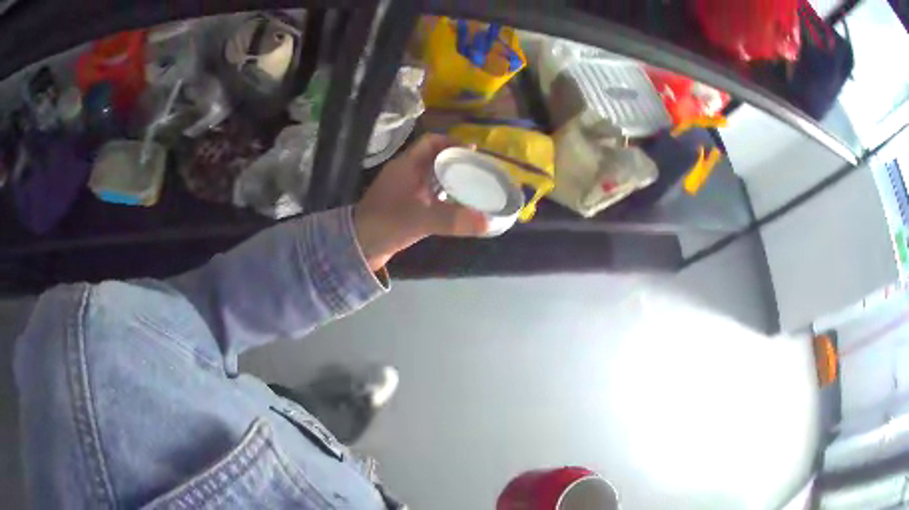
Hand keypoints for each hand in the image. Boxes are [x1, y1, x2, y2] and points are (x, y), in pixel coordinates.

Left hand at [354, 134, 488, 271]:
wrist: (358, 247)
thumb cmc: (386, 224)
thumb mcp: (421, 220)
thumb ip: (454, 220)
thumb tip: (487, 222)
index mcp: (406, 165)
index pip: (431, 142)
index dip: (452, 142)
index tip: (474, 152)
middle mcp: (405, 172)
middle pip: (434, 157)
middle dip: (457, 161)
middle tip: (479, 170)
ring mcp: (404, 189)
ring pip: (432, 176)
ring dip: (451, 178)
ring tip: (473, 185)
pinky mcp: (404, 205)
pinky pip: (428, 193)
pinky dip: (443, 195)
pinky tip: (457, 206)